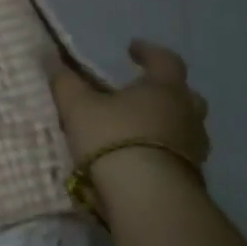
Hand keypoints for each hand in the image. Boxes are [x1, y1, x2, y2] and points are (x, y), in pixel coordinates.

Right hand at [51, 39, 210, 170]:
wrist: (147, 197)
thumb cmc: (112, 137)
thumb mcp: (77, 105)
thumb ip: (65, 81)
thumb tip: (51, 58)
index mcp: (164, 89)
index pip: (165, 60)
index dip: (149, 52)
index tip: (132, 48)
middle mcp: (187, 115)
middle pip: (185, 96)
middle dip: (165, 91)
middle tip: (142, 93)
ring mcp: (195, 149)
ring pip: (185, 127)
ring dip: (166, 124)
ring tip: (139, 128)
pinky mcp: (193, 178)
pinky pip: (179, 155)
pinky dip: (163, 151)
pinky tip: (141, 157)